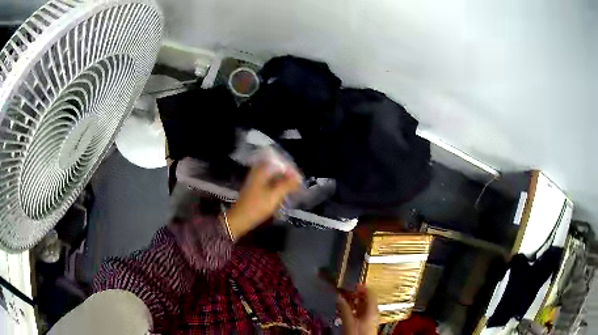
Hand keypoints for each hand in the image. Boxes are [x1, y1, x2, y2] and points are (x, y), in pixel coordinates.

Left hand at [226, 163, 299, 239]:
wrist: (240, 219)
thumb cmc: (257, 206)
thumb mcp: (275, 196)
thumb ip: (287, 185)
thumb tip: (298, 178)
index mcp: (261, 171)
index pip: (279, 163)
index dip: (291, 169)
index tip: (300, 178)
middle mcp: (258, 172)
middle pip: (276, 169)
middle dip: (288, 175)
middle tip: (298, 183)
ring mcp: (256, 180)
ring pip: (273, 176)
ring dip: (283, 181)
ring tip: (293, 188)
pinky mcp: (255, 189)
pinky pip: (269, 183)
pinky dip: (277, 186)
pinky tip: (283, 192)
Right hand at [337, 284, 378, 334]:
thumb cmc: (357, 334)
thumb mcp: (349, 321)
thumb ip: (344, 308)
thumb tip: (338, 296)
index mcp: (372, 309)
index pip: (370, 292)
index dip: (361, 286)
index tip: (351, 283)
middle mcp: (373, 311)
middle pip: (366, 298)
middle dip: (355, 293)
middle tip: (344, 290)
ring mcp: (370, 317)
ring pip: (363, 305)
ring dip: (353, 300)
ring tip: (342, 298)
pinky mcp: (365, 322)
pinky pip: (360, 311)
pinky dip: (353, 307)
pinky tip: (345, 309)